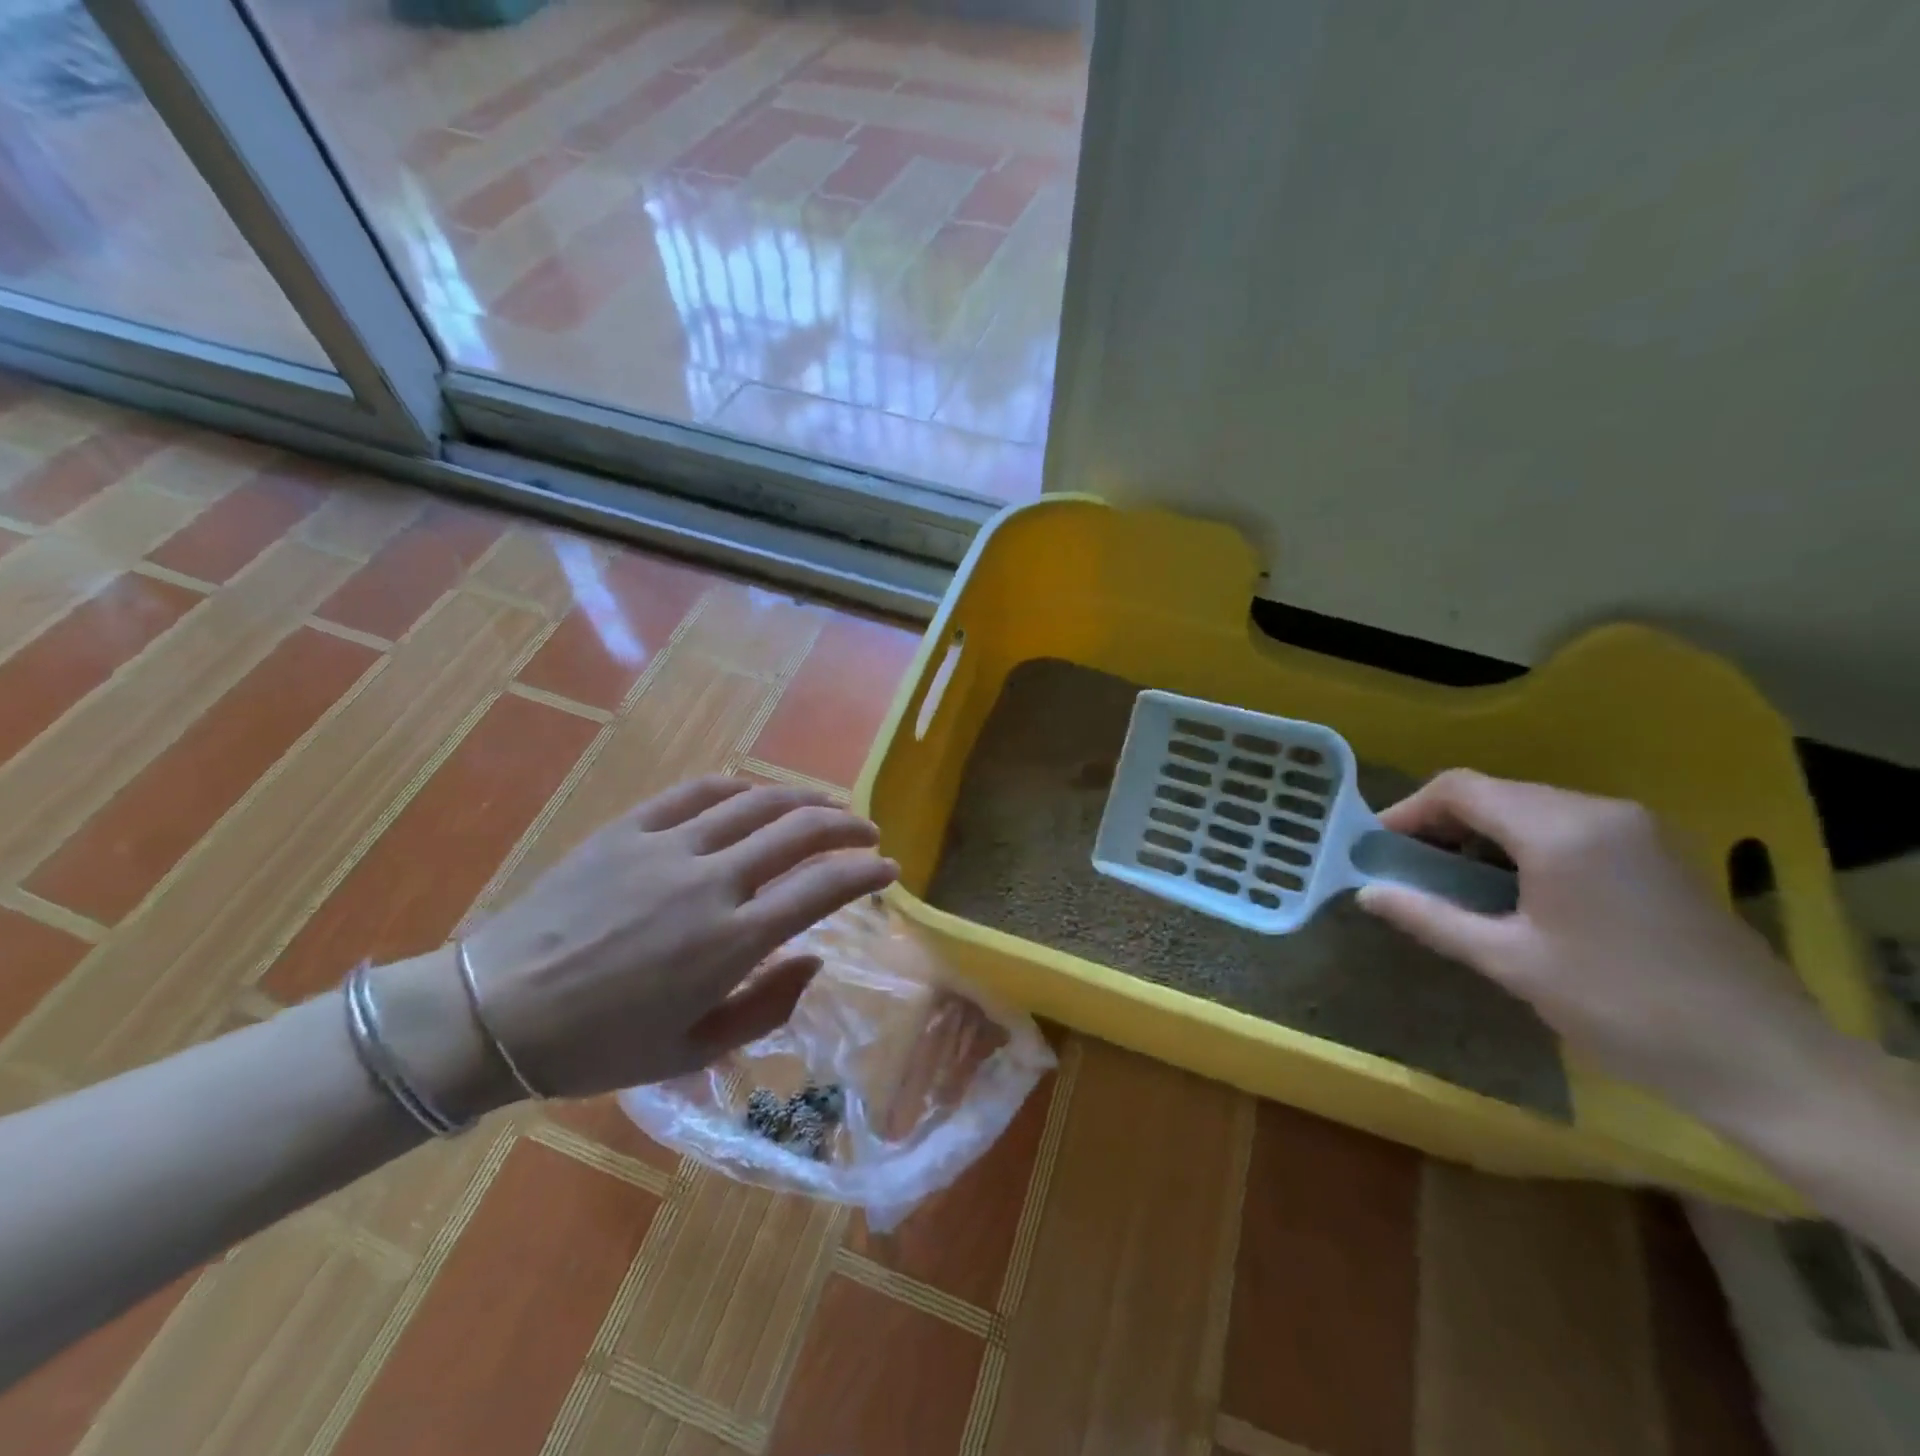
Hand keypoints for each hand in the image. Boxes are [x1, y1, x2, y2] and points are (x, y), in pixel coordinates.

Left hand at [456, 777, 897, 1098]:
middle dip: (847, 826)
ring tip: (826, 806)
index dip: (866, 873)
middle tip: (867, 832)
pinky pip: (698, 792)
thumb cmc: (599, 1046)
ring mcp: (669, 846)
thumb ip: (767, 1006)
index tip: (888, 870)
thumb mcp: (693, 1052)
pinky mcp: (630, 828)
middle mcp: (712, 881)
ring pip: (757, 802)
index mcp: (732, 941)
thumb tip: (815, 959)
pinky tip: (755, 794)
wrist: (493, 1012)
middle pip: (800, 831)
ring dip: (803, 799)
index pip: (823, 888)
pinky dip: (740, 787)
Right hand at [1355, 770, 1848, 1124]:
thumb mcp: (1510, 962)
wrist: (1765, 1063)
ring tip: (1452, 882)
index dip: (1408, 811)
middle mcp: (1599, 811)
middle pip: (1495, 793)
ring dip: (1481, 835)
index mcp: (1560, 830)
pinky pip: (1567, 826)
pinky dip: (1522, 845)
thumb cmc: (1621, 1008)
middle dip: (1442, 825)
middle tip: (1407, 869)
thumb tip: (1366, 893)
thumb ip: (1431, 918)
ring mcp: (1635, 829)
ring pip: (1530, 807)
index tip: (1376, 848)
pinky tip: (1511, 889)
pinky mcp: (1655, 852)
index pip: (1460, 788)